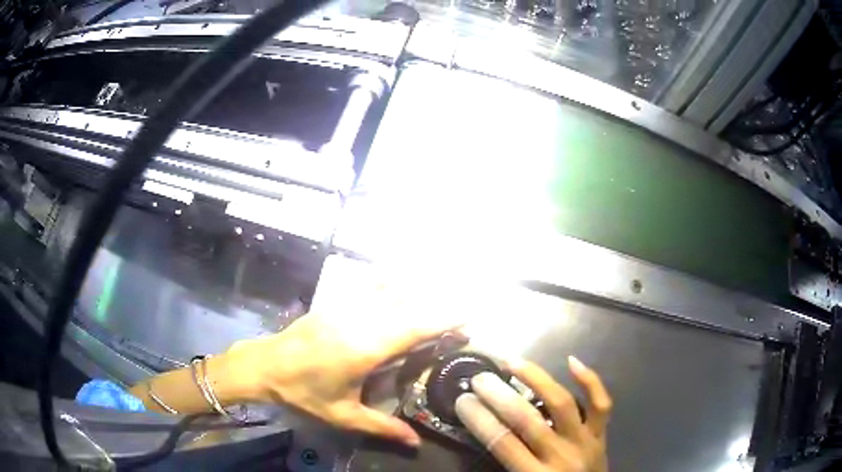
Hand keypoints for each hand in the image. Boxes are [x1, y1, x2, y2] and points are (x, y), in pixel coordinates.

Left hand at [225, 287, 460, 447]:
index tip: (466, 317)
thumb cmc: (304, 393)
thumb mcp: (343, 415)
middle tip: (459, 313)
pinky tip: (396, 279)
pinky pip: (366, 286)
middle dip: (435, 306)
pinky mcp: (333, 303)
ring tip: (437, 294)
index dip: (442, 320)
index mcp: (365, 349)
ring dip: (415, 291)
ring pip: (388, 291)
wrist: (264, 366)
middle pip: (406, 305)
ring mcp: (344, 308)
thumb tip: (416, 443)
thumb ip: (381, 427)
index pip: (413, 328)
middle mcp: (359, 321)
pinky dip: (387, 282)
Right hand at [455, 357, 610, 471]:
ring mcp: (584, 441)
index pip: (504, 443)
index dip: (481, 420)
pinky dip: (590, 380)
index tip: (464, 401)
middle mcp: (560, 455)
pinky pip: (601, 403)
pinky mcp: (601, 433)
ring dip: (537, 379)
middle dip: (500, 397)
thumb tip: (487, 433)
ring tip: (515, 362)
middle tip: (481, 378)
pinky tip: (572, 362)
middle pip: (528, 420)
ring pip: (563, 403)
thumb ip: (506, 466)